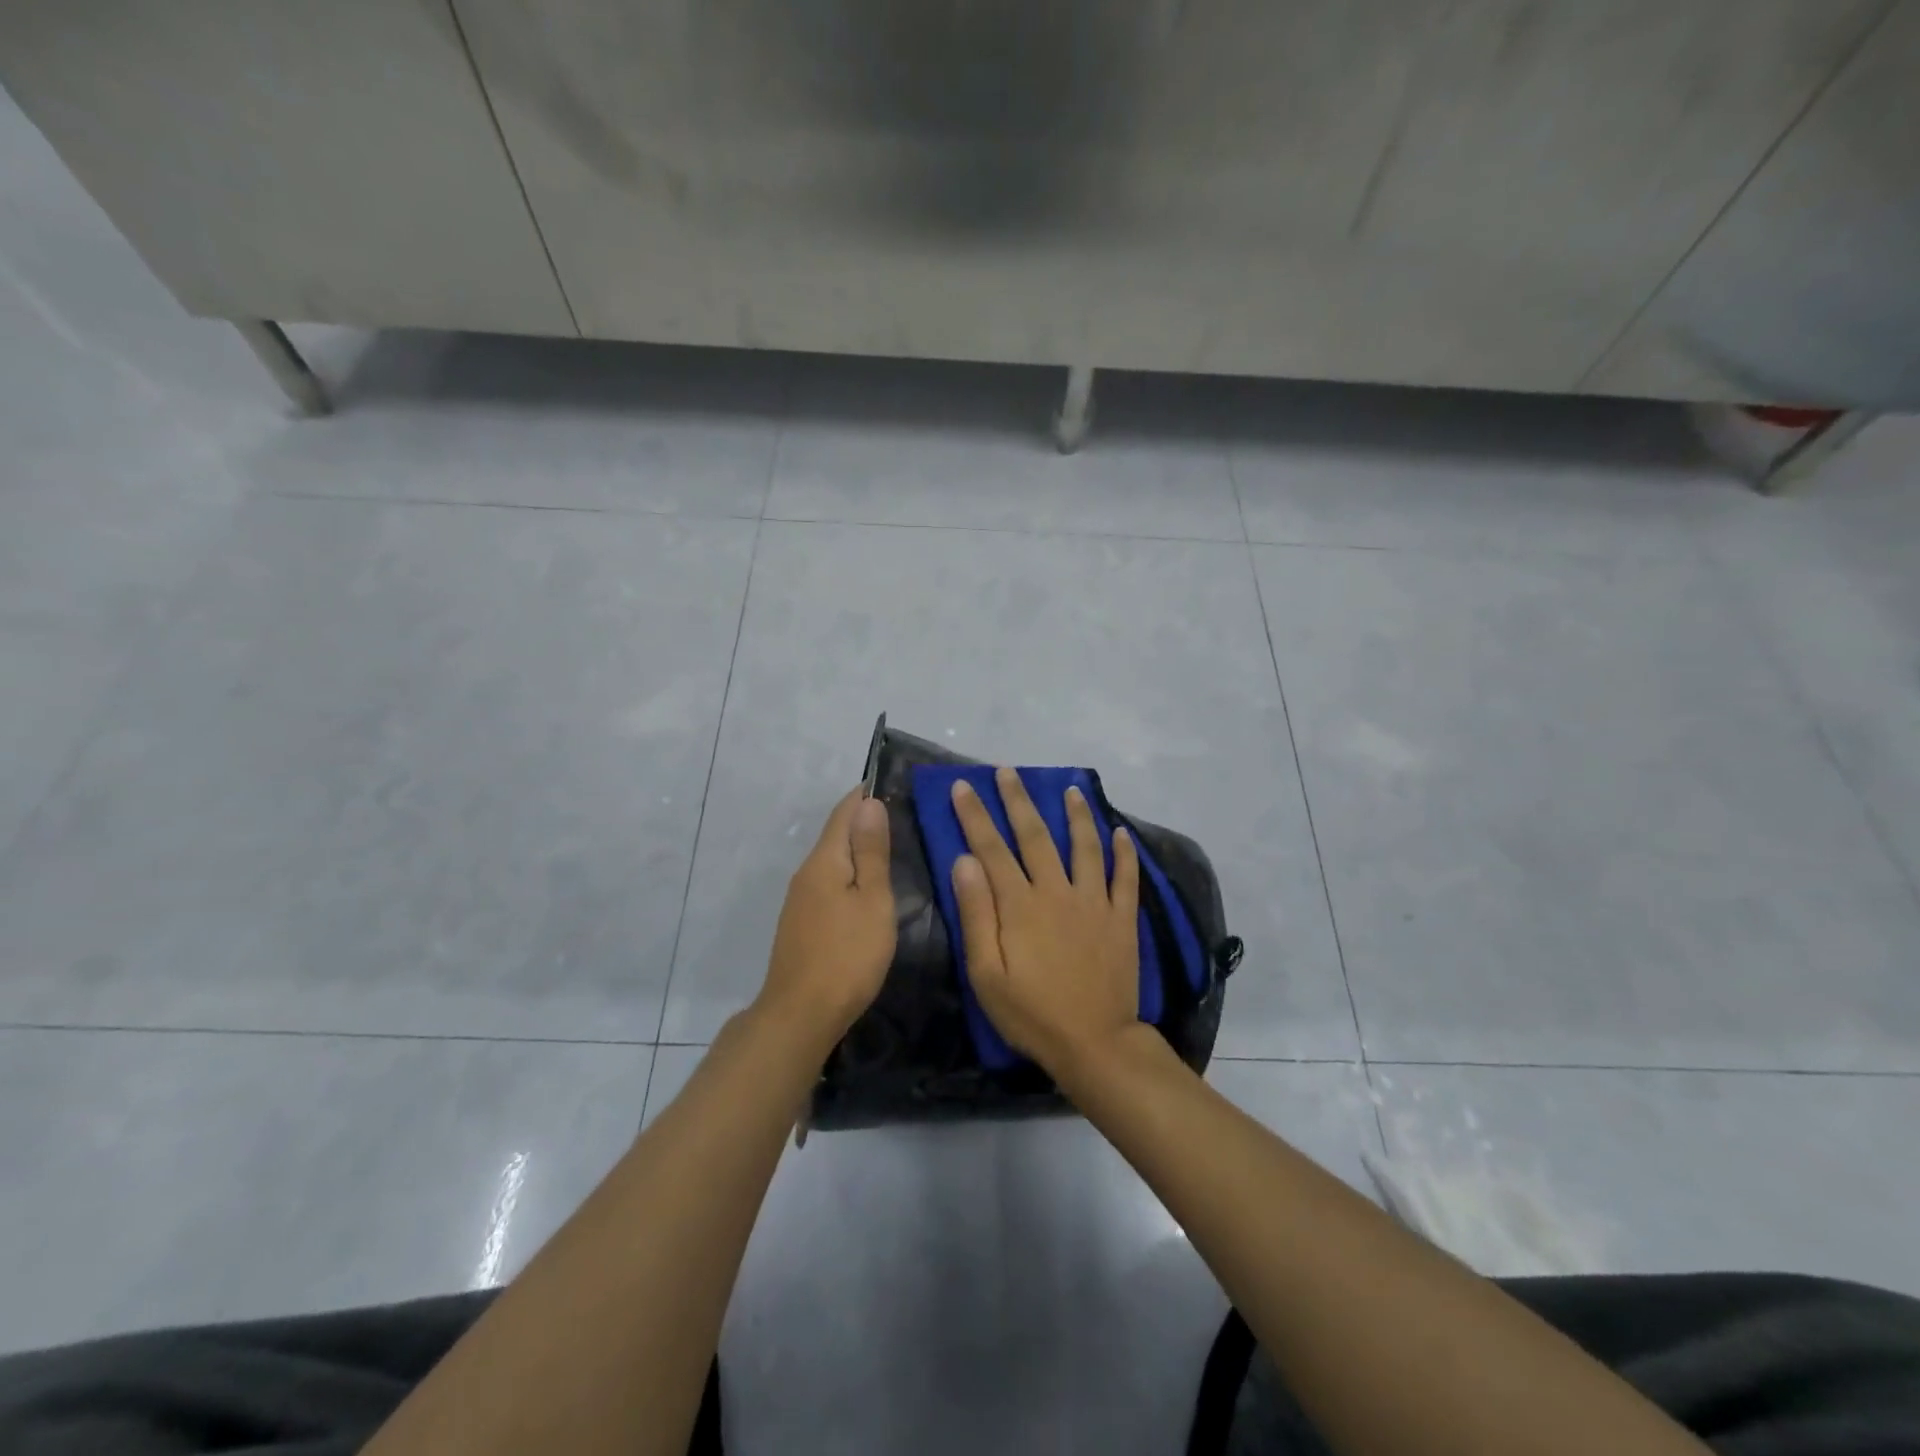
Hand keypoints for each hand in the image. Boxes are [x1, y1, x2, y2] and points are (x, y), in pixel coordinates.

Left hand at [757, 788, 895, 1054]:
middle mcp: (807, 872)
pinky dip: (851, 875)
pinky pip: (829, 883)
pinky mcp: (802, 922)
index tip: (895, 785)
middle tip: (906, 817)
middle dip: (866, 821)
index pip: (844, 811)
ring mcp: (800, 899)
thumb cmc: (847, 955)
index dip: (867, 795)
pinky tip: (869, 889)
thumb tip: (869, 803)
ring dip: (859, 850)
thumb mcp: (873, 901)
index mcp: (824, 860)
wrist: (801, 1014)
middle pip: (837, 834)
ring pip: (833, 861)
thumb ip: (872, 852)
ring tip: (894, 850)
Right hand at [949, 768, 1140, 1079]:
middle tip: (1007, 771)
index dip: (975, 815)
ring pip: (1085, 846)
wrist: (1094, 1042)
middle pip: (1035, 835)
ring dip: (1076, 814)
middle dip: (1018, 799)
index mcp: (1020, 905)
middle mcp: (1057, 891)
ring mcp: (1094, 902)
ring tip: (1070, 788)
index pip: (992, 848)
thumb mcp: (986, 974)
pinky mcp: (1121, 918)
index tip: (964, 786)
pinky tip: (1122, 832)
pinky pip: (1125, 877)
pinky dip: (1125, 852)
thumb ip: (977, 915)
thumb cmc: (1031, 1013)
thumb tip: (965, 862)